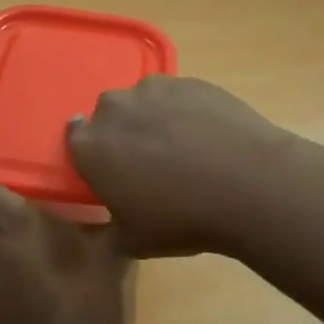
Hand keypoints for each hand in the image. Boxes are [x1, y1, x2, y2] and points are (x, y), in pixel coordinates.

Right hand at [66, 76, 286, 256]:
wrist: (249, 185)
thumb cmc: (181, 218)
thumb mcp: (134, 242)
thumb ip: (110, 230)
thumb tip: (109, 226)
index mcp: (91, 146)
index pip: (74, 137)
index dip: (92, 154)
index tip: (110, 170)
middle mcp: (116, 108)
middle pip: (109, 115)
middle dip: (122, 133)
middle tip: (147, 163)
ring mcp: (155, 89)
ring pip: (144, 101)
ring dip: (153, 119)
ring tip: (183, 148)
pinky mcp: (193, 82)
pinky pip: (178, 96)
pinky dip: (186, 112)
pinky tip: (209, 137)